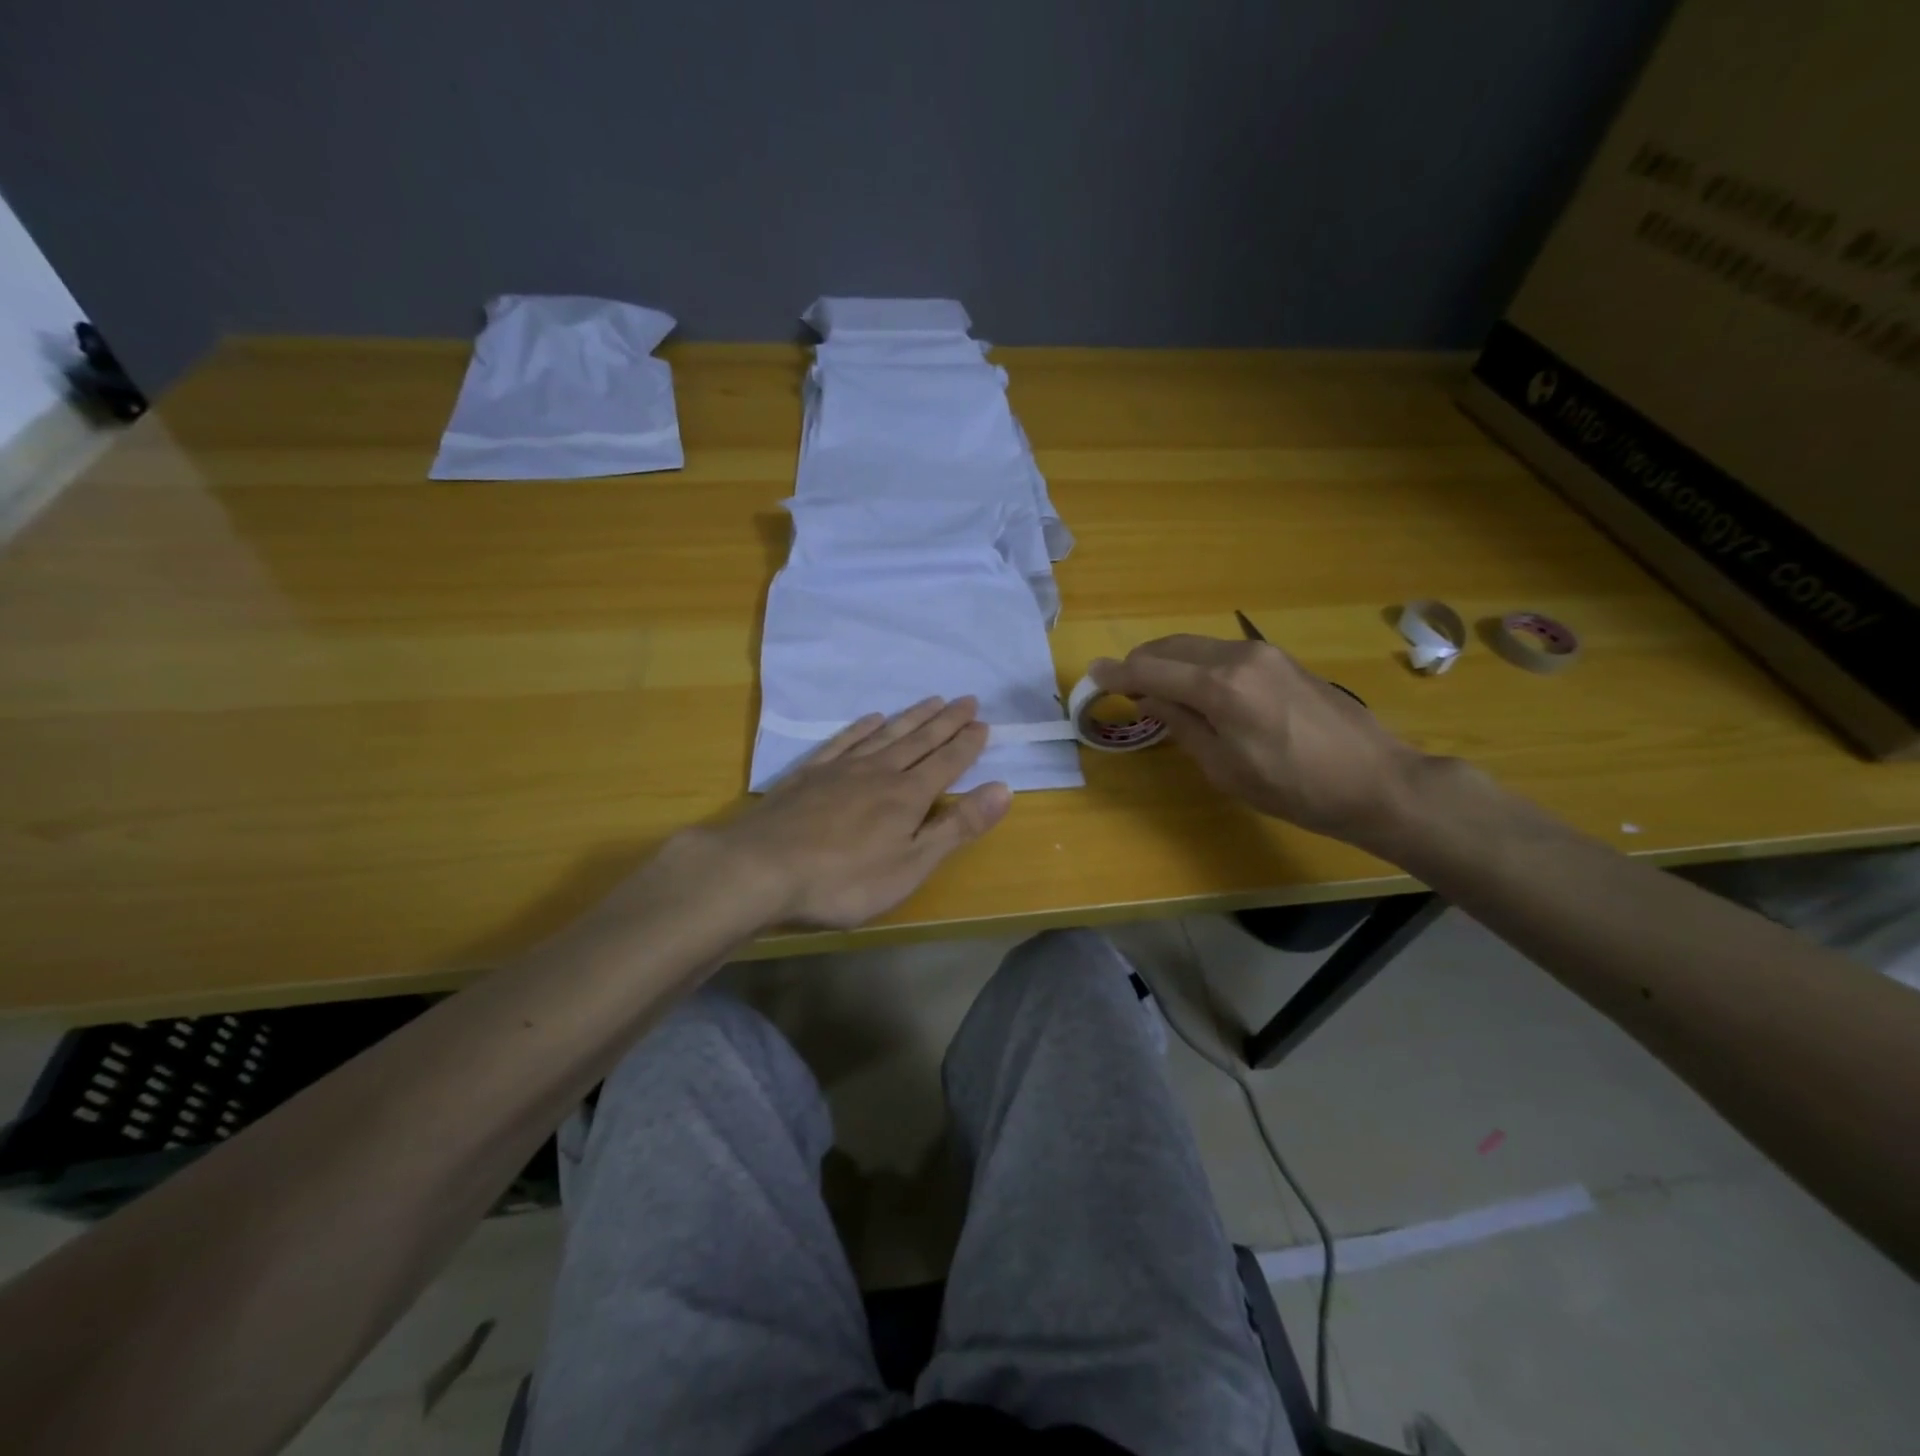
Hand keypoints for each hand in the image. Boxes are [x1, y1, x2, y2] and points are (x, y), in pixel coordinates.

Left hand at [708, 696, 1012, 929]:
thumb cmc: (844, 880)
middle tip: (967, 699)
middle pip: (919, 741)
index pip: (947, 763)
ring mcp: (841, 769)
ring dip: (912, 718)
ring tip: (932, 700)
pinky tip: (871, 719)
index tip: (984, 723)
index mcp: (907, 797)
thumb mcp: (911, 865)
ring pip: (885, 735)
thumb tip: (1003, 789)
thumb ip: (956, 827)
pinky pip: (843, 741)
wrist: (761, 868)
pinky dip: (861, 727)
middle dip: (947, 722)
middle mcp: (879, 772)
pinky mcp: (808, 774)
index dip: (967, 745)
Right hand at [1089, 635, 1428, 846]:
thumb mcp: (1225, 768)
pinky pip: (1220, 653)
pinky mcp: (1280, 659)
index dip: (1117, 673)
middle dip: (1140, 664)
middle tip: (1123, 690)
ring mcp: (1263, 653)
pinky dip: (1196, 665)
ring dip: (1168, 663)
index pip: (1151, 669)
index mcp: (1221, 687)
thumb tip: (1149, 699)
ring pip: (1195, 646)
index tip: (1092, 676)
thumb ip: (1182, 725)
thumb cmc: (1294, 788)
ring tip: (1157, 693)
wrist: (1375, 780)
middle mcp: (1238, 656)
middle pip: (1170, 647)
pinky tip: (1196, 691)